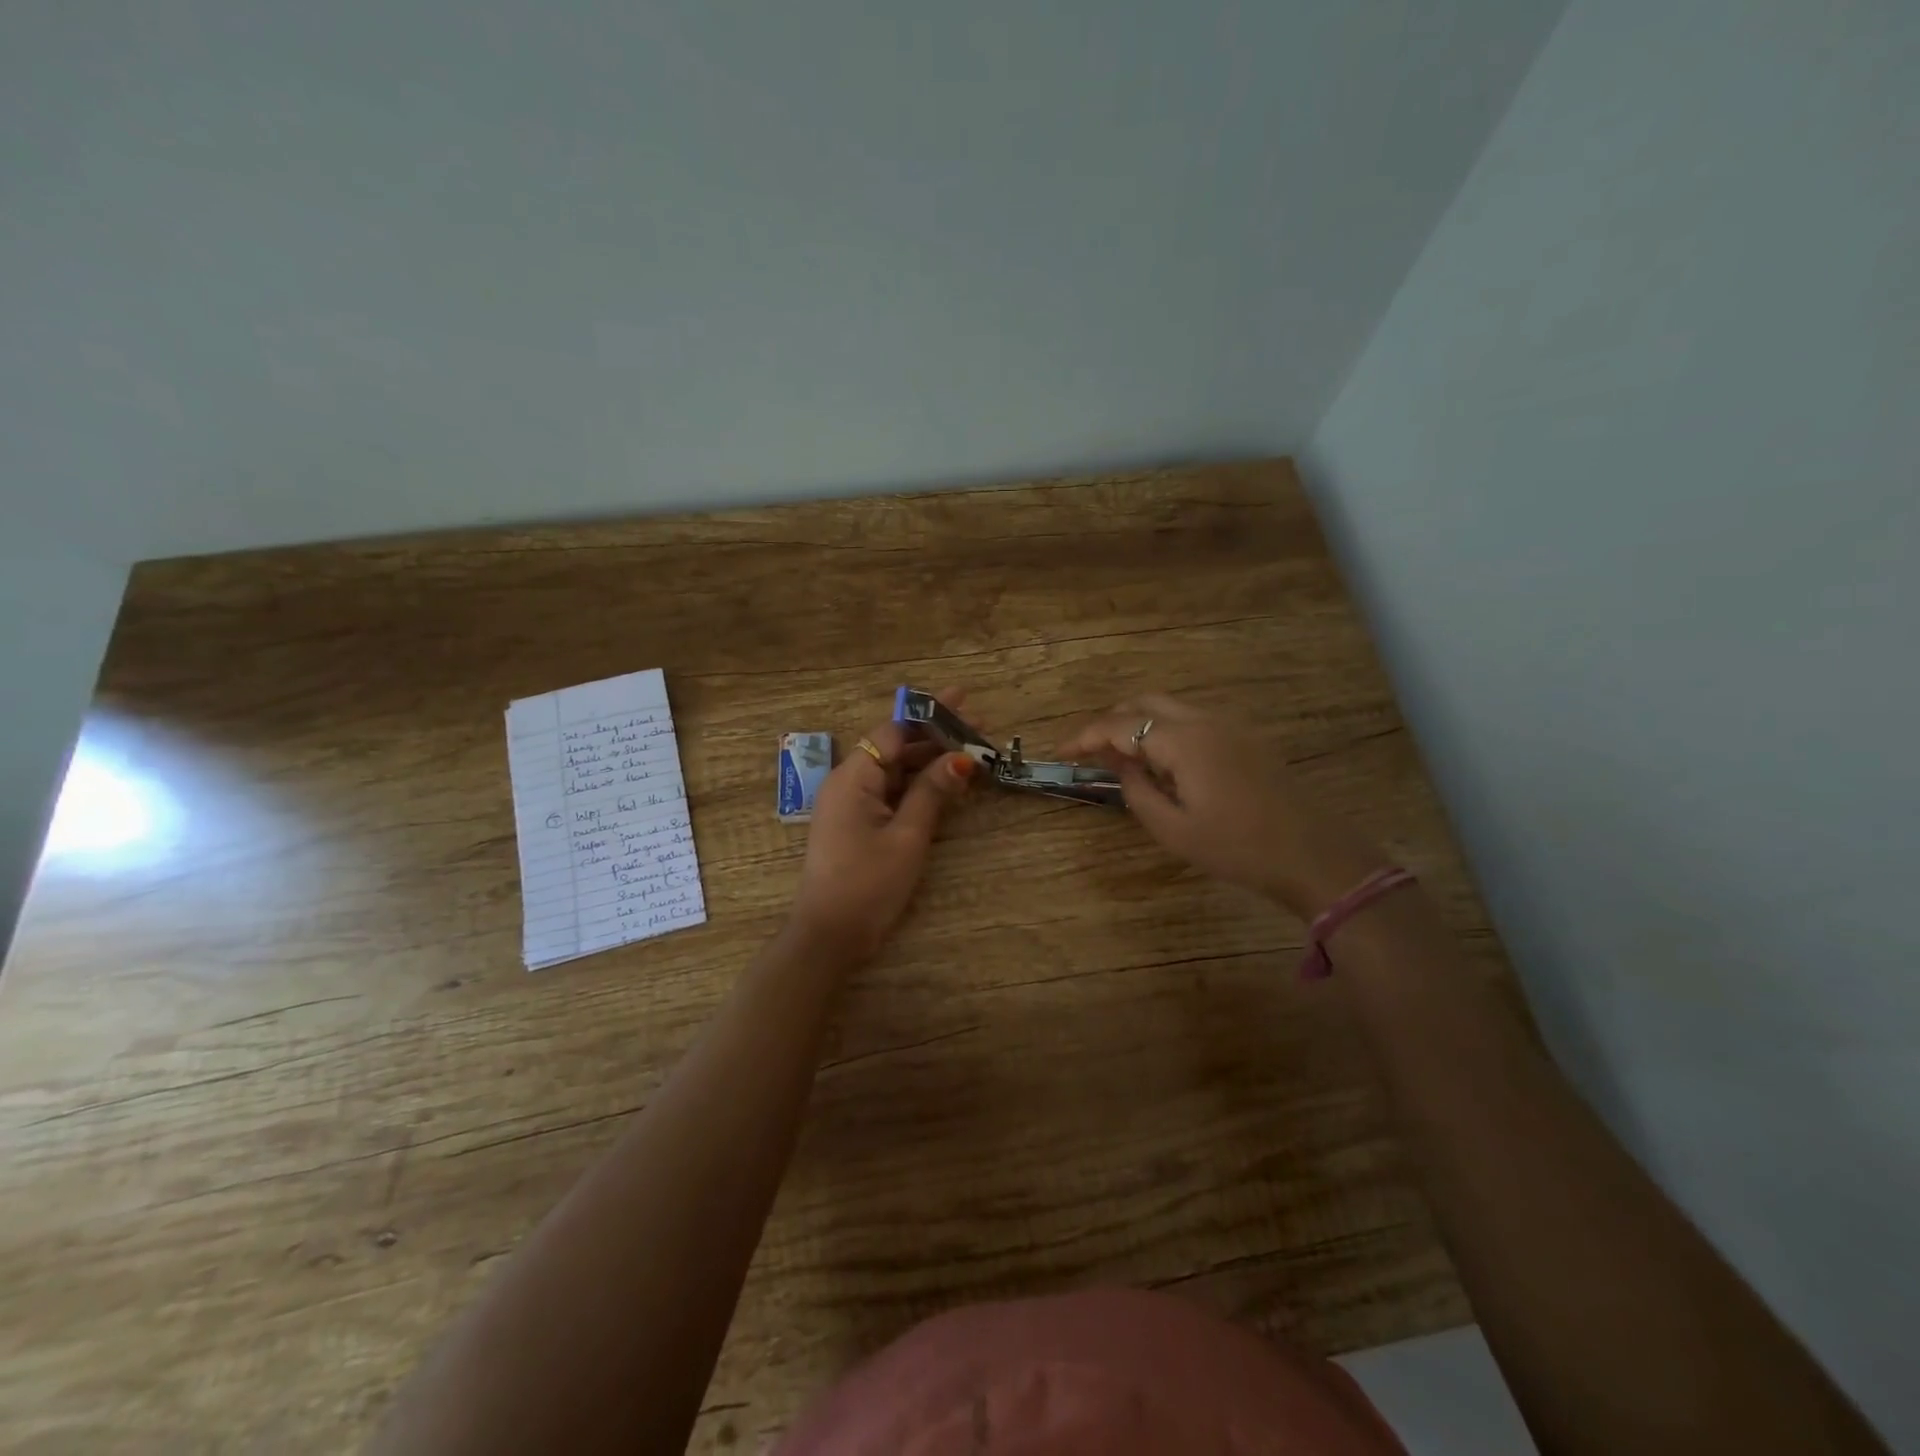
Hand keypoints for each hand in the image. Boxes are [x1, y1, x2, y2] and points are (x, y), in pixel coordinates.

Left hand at [790, 689, 977, 962]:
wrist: (829, 936)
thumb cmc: (868, 885)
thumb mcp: (907, 837)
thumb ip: (933, 793)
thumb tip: (962, 758)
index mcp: (854, 777)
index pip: (894, 730)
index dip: (931, 715)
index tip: (964, 701)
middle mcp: (848, 782)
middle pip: (894, 746)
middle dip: (935, 736)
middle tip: (979, 727)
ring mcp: (850, 803)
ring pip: (893, 769)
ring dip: (929, 761)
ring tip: (970, 752)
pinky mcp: (856, 823)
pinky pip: (889, 791)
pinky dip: (916, 785)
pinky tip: (945, 782)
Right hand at [1061, 694, 1388, 919]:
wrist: (1313, 854)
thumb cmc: (1238, 848)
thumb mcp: (1173, 830)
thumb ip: (1136, 790)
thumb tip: (1118, 764)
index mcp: (1184, 741)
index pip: (1120, 726)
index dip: (1085, 737)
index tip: (1061, 753)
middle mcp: (1205, 720)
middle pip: (1144, 701)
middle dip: (1110, 721)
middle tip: (1090, 752)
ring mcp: (1229, 725)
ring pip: (1170, 707)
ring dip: (1138, 723)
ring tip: (1121, 759)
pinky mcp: (1245, 737)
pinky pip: (1192, 720)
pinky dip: (1164, 730)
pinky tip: (1162, 763)